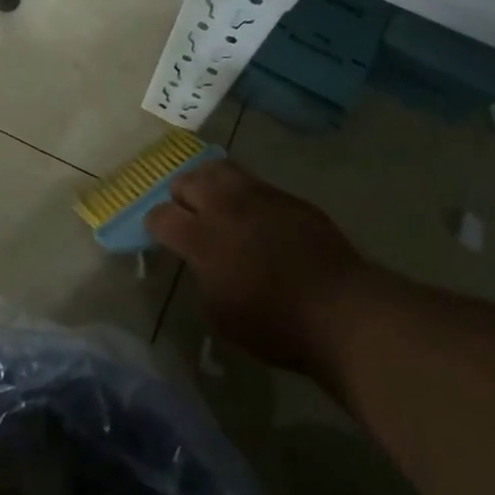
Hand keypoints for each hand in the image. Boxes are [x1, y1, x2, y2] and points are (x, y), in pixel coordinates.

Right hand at [145, 159, 370, 378]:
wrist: (339, 309)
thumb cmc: (274, 324)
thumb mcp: (221, 315)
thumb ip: (203, 278)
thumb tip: (204, 261)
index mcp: (202, 238)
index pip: (162, 216)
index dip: (154, 223)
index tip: (157, 231)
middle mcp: (226, 206)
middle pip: (188, 181)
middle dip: (179, 195)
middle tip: (184, 211)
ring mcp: (259, 195)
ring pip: (221, 170)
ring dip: (208, 182)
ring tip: (212, 198)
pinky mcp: (288, 197)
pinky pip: (255, 184)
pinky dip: (243, 193)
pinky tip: (252, 213)